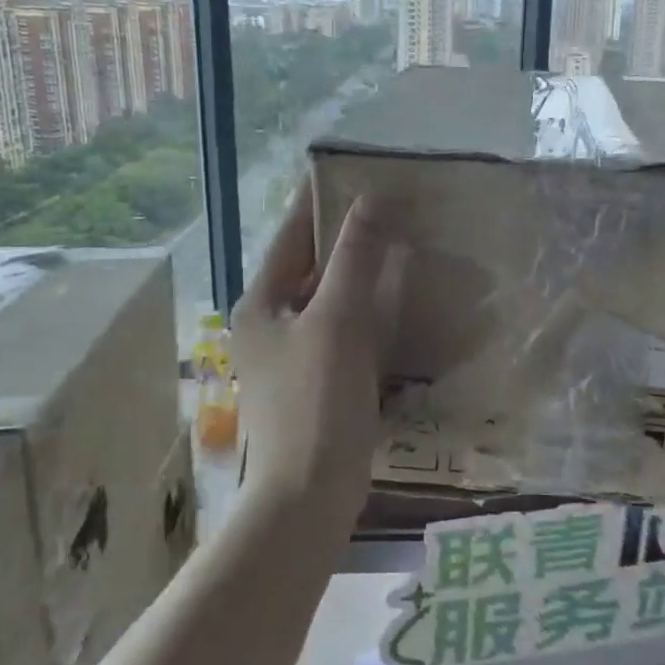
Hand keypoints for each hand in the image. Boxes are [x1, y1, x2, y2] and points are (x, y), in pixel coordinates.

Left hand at [231, 181, 396, 522]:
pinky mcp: (317, 382)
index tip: (353, 170)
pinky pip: (345, 331)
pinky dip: (369, 312)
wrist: (310, 494)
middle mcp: (271, 325)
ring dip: (362, 274)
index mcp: (262, 304)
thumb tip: (372, 199)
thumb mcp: (337, 321)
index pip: (291, 235)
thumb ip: (354, 258)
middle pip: (311, 266)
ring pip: (331, 299)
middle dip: (348, 237)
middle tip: (392, 207)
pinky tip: (400, 305)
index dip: (319, 201)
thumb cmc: (317, 402)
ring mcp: (293, 356)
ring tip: (403, 246)